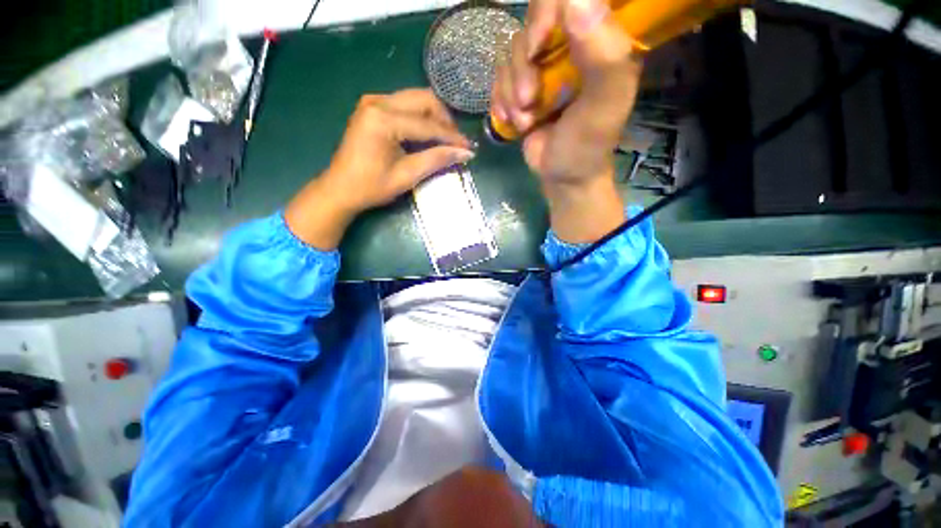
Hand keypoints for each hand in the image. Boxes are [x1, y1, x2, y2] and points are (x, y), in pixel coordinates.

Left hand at [286, 89, 473, 249]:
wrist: (340, 189)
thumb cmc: (371, 187)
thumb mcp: (407, 175)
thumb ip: (436, 160)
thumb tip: (465, 153)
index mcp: (383, 119)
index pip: (427, 124)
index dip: (451, 137)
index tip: (469, 147)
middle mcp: (377, 102)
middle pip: (423, 100)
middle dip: (445, 120)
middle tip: (457, 142)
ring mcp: (373, 102)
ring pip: (415, 99)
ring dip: (434, 117)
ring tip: (446, 139)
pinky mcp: (372, 108)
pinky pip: (405, 105)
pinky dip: (421, 117)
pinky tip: (428, 134)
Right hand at [491, 0, 641, 242]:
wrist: (560, 177)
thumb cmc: (586, 145)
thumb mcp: (603, 105)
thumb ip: (603, 55)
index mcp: (601, 40)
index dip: (549, 10)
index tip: (538, 44)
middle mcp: (572, 44)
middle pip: (535, 19)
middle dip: (524, 65)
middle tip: (529, 99)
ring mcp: (544, 65)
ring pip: (512, 51)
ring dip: (513, 91)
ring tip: (526, 121)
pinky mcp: (522, 84)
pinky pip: (500, 76)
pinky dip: (502, 101)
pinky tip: (515, 122)